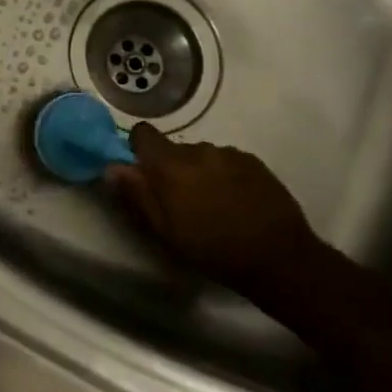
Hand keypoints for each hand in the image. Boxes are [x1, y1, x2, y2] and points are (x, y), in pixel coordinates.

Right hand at [105, 125, 321, 300]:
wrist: (280, 258)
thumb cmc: (214, 250)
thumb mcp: (165, 231)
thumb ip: (137, 195)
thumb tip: (112, 167)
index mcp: (171, 165)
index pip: (143, 133)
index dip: (139, 148)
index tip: (144, 173)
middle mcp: (198, 149)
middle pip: (174, 149)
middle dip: (173, 169)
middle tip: (182, 202)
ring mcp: (229, 153)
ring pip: (202, 156)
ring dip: (201, 173)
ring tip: (214, 205)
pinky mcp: (254, 161)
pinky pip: (228, 161)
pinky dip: (225, 176)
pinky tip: (237, 203)